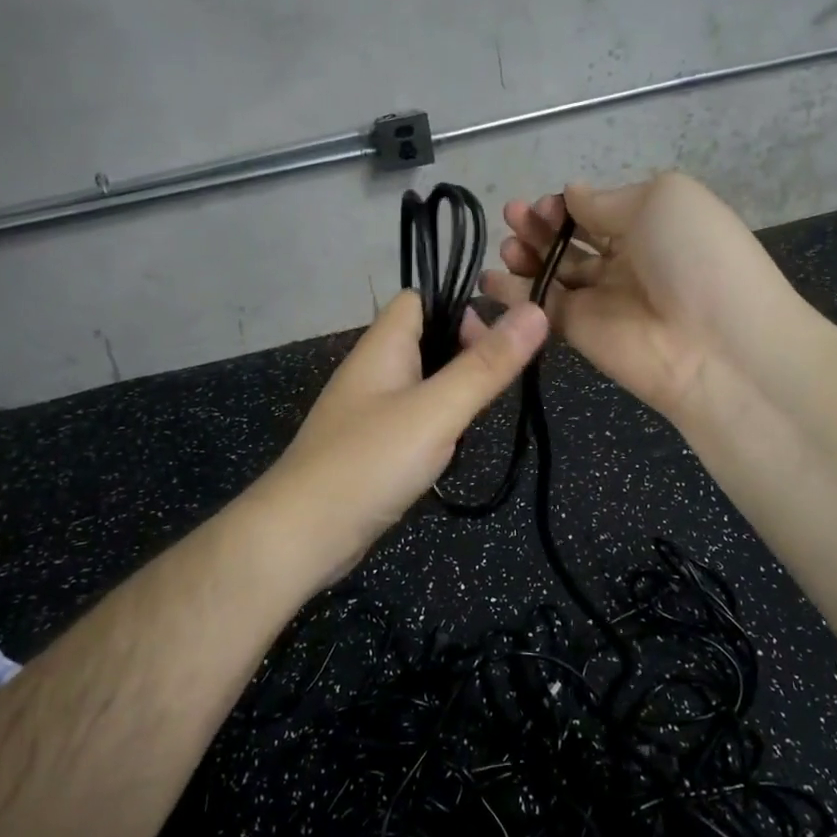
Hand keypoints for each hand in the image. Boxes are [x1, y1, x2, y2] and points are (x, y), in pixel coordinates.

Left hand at [248, 290, 548, 588]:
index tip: (496, 342)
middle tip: (495, 387)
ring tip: (476, 422)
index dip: (459, 309)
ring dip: (454, 395)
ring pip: (423, 382)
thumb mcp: (437, 411)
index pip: (420, 300)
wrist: (301, 536)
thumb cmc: (370, 462)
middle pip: (427, 340)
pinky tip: (449, 452)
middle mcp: (373, 369)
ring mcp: (369, 409)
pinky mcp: (370, 445)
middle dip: (466, 355)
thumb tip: (535, 310)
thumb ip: (486, 364)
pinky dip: (437, 427)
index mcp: (383, 346)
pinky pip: (413, 419)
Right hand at [480, 172, 799, 423]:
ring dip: (524, 253)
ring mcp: (601, 298)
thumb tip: (571, 193)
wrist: (715, 345)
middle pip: (570, 239)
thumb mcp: (661, 200)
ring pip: (552, 271)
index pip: (597, 210)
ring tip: (508, 245)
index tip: (544, 203)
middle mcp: (626, 260)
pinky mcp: (579, 332)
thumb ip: (606, 200)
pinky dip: (512, 293)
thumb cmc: (695, 256)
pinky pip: (540, 307)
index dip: (566, 204)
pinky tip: (489, 279)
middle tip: (515, 217)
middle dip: (539, 224)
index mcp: (651, 225)